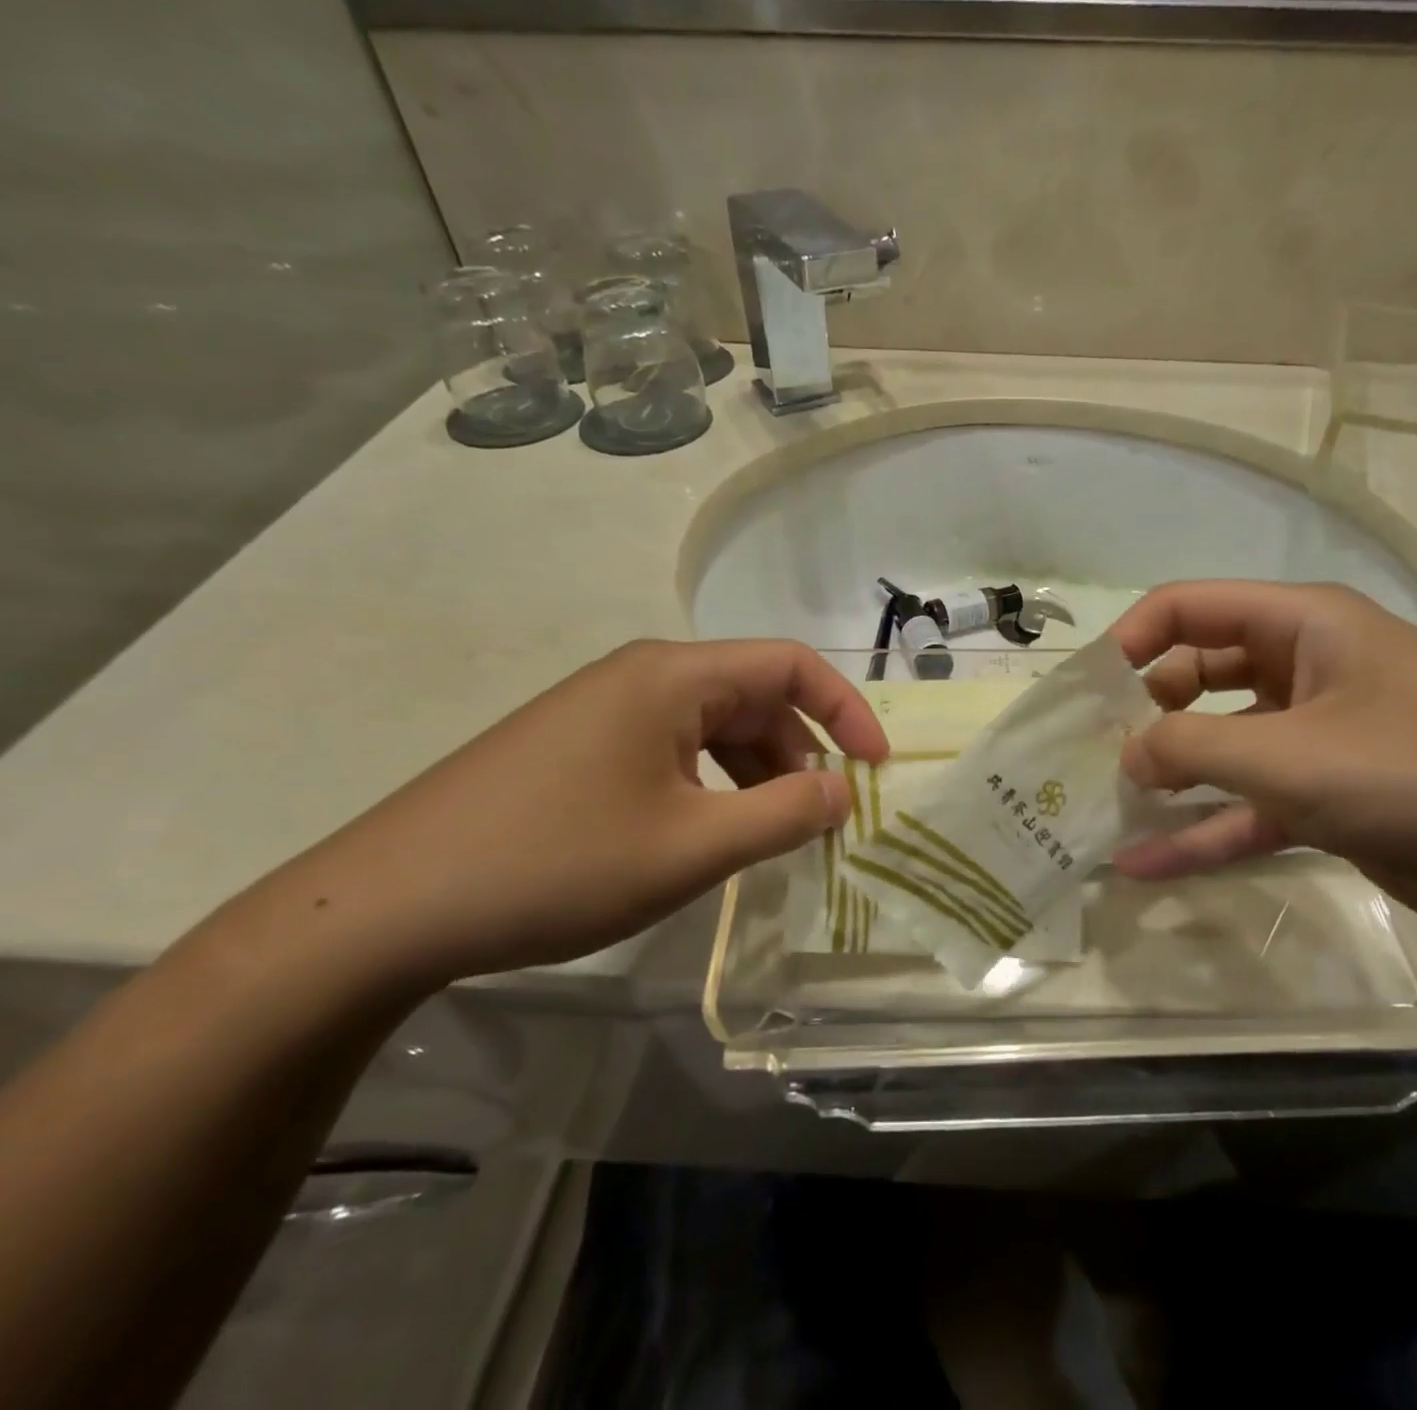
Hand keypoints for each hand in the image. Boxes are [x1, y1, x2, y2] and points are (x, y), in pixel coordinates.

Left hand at [265, 640, 887, 985]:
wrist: (385, 906)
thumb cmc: (556, 864)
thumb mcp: (691, 847)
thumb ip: (784, 814)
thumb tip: (843, 790)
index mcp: (673, 676)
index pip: (790, 664)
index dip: (847, 710)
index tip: (877, 768)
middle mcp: (641, 675)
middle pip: (753, 695)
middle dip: (799, 754)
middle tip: (815, 821)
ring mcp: (603, 707)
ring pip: (713, 726)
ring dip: (754, 774)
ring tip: (762, 836)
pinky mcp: (576, 743)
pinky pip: (671, 748)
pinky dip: (709, 784)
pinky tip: (701, 833)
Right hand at [1109, 582, 1416, 946]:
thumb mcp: (1291, 756)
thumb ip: (1189, 749)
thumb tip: (1123, 754)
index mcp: (1300, 625)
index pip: (1187, 608)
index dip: (1129, 642)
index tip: (1085, 694)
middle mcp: (1304, 669)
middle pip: (1196, 676)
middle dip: (1142, 716)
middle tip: (1090, 760)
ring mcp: (1316, 737)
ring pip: (1219, 748)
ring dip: (1166, 779)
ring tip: (1102, 812)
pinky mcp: (1329, 799)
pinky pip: (1247, 806)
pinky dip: (1201, 831)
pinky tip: (1144, 865)